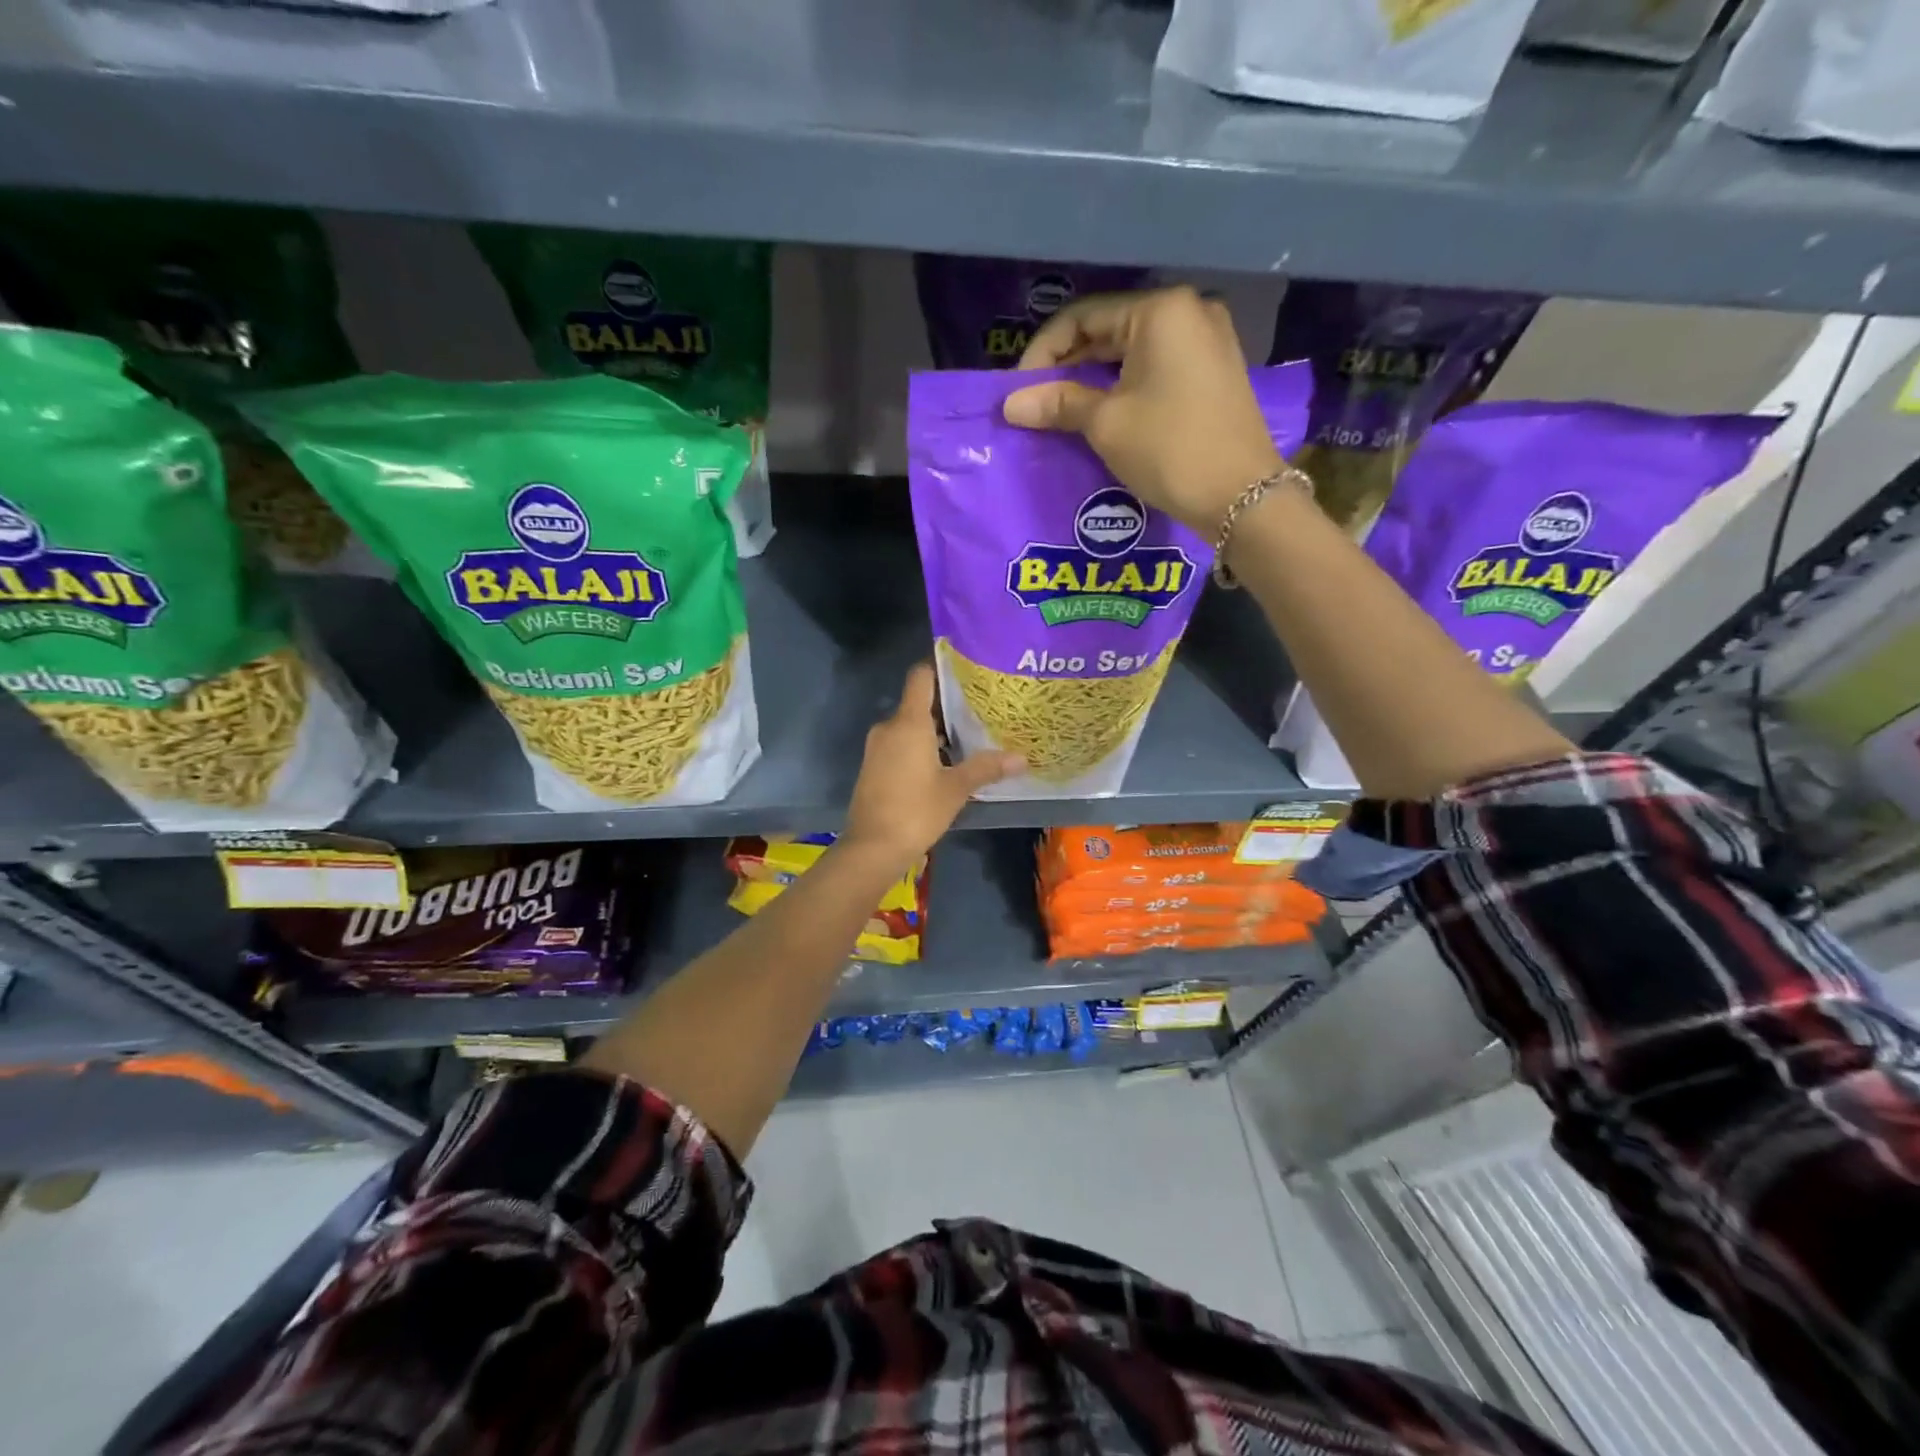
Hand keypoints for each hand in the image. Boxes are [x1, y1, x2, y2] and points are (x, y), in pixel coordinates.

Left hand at [840, 664, 1023, 867]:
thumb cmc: (915, 811)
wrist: (871, 848)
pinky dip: (921, 746)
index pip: (921, 676)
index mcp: (908, 722)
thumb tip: (1022, 758)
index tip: (967, 669)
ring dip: (935, 729)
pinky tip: (945, 762)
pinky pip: (900, 744)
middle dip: (947, 704)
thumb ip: (986, 767)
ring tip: (969, 736)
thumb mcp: (956, 789)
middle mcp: (889, 727)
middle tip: (980, 708)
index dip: (941, 667)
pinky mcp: (874, 766)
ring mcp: (877, 747)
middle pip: (918, 702)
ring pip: (909, 726)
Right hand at [1002, 286, 1282, 536]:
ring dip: (1093, 379)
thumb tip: (1010, 404)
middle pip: (1109, 330)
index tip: (1018, 391)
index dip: (1043, 353)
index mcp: (1160, 311)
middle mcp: (1188, 312)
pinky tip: (1101, 414)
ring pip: (1132, 351)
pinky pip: (1156, 368)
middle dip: (1068, 366)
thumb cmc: (1169, 449)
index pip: (1083, 317)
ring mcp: (1207, 342)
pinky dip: (1124, 386)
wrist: (1242, 496)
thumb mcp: (1105, 424)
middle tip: (1036, 403)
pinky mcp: (1214, 373)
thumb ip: (1057, 404)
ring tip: (1061, 412)